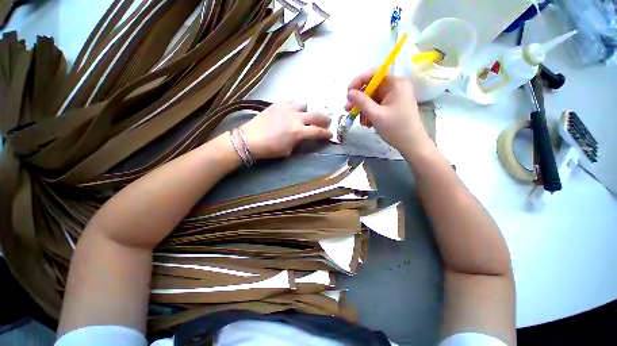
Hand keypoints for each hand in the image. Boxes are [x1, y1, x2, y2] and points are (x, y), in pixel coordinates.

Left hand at [241, 101, 331, 159]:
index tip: (330, 135)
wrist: (250, 139)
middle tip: (327, 122)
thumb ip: (299, 141)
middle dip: (324, 119)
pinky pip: (291, 101)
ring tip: (304, 115)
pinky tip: (292, 111)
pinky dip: (295, 106)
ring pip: (304, 104)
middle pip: (316, 115)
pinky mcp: (278, 104)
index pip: (318, 131)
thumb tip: (303, 136)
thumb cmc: (270, 149)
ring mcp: (287, 108)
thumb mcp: (288, 150)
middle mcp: (296, 117)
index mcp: (299, 132)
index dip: (326, 134)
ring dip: (307, 111)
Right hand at [345, 69, 431, 153]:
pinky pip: (377, 105)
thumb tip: (350, 92)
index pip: (373, 74)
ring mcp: (395, 96)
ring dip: (364, 110)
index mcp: (395, 84)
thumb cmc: (396, 129)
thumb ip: (361, 102)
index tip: (348, 95)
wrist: (412, 144)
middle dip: (359, 100)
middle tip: (349, 111)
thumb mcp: (376, 115)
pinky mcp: (394, 105)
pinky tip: (369, 123)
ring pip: (373, 98)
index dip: (358, 82)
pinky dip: (370, 113)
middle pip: (372, 88)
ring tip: (363, 123)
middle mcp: (396, 86)